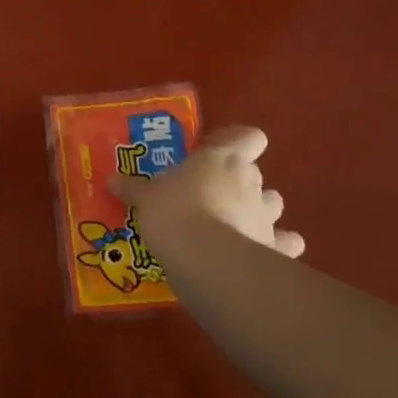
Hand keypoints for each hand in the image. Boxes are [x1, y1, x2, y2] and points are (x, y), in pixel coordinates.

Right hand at [110, 125, 304, 258]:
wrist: (205, 260)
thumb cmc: (174, 212)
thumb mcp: (145, 198)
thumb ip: (132, 188)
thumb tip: (111, 180)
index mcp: (222, 158)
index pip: (250, 137)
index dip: (238, 141)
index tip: (215, 151)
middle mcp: (250, 181)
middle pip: (254, 173)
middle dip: (238, 183)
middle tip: (210, 195)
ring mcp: (266, 215)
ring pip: (273, 204)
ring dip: (259, 210)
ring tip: (235, 224)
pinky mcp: (275, 249)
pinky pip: (286, 243)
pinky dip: (280, 246)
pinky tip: (264, 253)